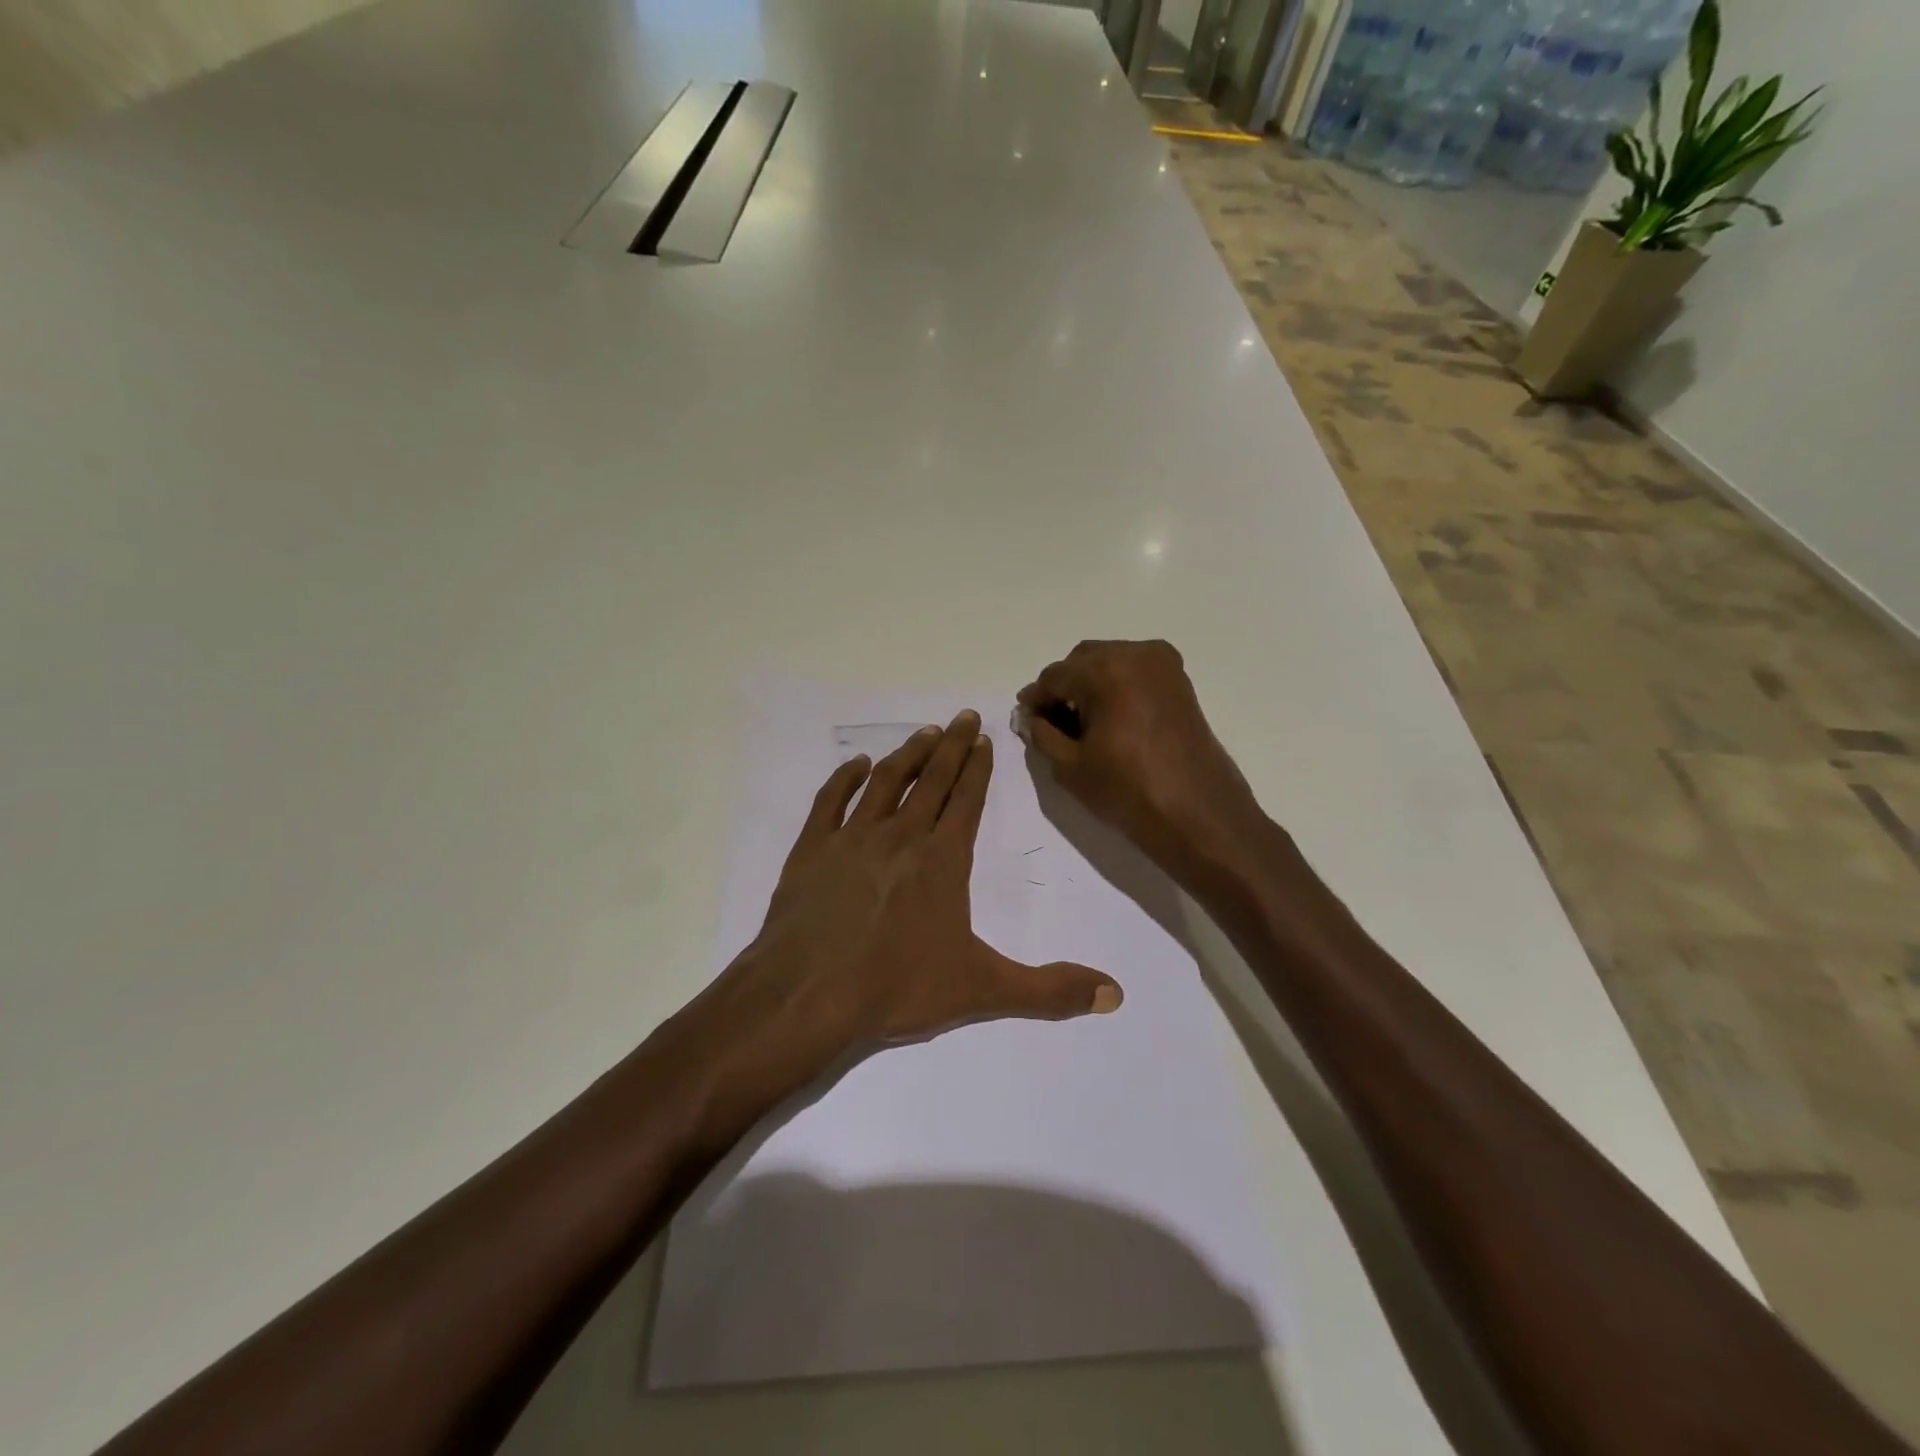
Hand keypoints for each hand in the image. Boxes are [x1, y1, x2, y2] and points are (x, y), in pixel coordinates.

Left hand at [679, 711, 1123, 1123]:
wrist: (807, 996)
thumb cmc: (897, 988)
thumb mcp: (983, 991)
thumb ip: (1050, 990)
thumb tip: (1115, 994)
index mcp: (942, 860)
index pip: (967, 801)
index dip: (979, 768)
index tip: (985, 738)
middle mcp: (900, 836)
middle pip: (931, 781)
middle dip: (951, 747)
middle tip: (963, 716)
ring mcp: (852, 839)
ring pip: (885, 783)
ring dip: (907, 755)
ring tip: (924, 733)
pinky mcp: (811, 851)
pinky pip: (830, 802)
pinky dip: (844, 779)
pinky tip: (856, 764)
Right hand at [1017, 640, 1260, 871]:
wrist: (1198, 815)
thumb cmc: (1129, 792)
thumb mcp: (1070, 767)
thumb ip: (1042, 734)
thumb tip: (1031, 716)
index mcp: (1106, 670)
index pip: (1054, 676)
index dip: (1036, 699)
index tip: (1026, 721)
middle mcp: (1136, 654)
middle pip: (1082, 661)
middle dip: (1063, 689)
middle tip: (1052, 725)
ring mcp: (1163, 665)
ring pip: (1109, 663)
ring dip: (1089, 686)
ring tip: (1081, 726)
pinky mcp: (1180, 681)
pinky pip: (1134, 672)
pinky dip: (1115, 688)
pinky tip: (1108, 721)